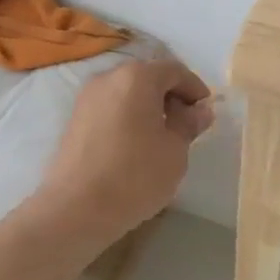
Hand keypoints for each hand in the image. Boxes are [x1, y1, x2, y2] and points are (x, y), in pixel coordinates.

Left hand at [29, 59, 214, 247]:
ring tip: (162, 139)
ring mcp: (86, 98)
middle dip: (171, 96)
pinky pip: (110, 108)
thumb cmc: (134, 176)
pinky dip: (128, 117)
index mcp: (137, 77)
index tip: (206, 113)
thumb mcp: (175, 151)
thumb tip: (200, 110)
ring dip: (148, 108)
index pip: (174, 70)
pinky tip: (136, 146)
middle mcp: (108, 78)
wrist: (75, 209)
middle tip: (186, 126)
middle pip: (148, 77)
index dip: (195, 89)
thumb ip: (189, 124)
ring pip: (127, 93)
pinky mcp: (74, 119)